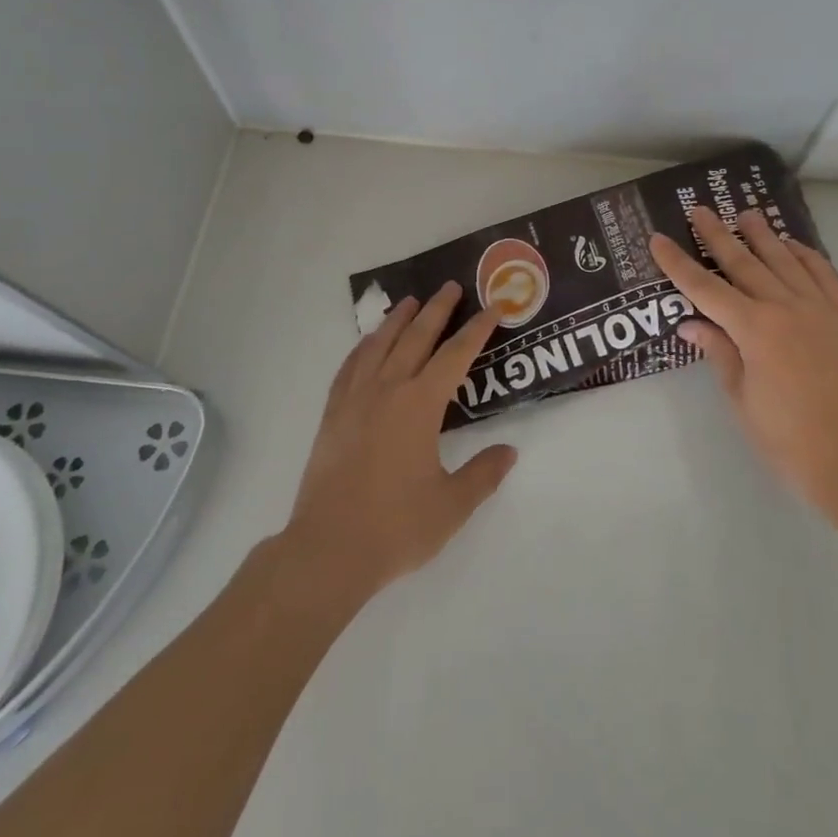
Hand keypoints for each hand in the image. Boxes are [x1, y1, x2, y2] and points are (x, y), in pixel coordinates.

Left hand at [282, 283, 517, 603]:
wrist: (328, 550)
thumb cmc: (396, 527)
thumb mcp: (452, 505)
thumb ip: (483, 474)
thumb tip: (509, 452)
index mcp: (420, 405)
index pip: (455, 355)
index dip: (476, 329)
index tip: (492, 307)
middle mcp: (388, 390)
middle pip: (416, 337)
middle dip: (437, 310)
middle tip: (450, 286)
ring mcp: (355, 399)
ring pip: (379, 345)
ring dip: (397, 320)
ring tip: (410, 302)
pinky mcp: (332, 415)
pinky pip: (349, 367)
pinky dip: (362, 347)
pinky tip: (367, 343)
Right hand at [650, 207, 837, 530]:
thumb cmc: (787, 439)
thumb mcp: (741, 398)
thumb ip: (718, 352)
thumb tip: (690, 323)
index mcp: (754, 329)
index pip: (705, 288)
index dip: (678, 263)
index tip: (657, 239)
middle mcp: (786, 307)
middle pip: (744, 263)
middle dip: (717, 235)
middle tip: (700, 209)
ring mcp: (821, 308)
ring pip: (785, 260)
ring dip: (762, 235)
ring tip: (746, 214)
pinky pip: (824, 274)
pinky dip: (806, 255)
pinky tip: (793, 245)